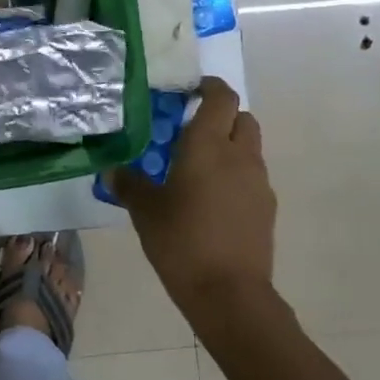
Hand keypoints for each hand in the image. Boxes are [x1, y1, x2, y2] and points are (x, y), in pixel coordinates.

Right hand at [111, 77, 285, 331]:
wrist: (228, 292)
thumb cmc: (181, 240)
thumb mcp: (144, 210)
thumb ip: (129, 184)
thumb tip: (112, 169)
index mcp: (208, 145)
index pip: (221, 97)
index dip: (209, 87)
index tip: (190, 91)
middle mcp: (239, 155)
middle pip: (242, 118)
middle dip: (221, 116)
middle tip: (191, 130)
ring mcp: (258, 182)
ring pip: (249, 148)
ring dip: (229, 147)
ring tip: (198, 169)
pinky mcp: (266, 208)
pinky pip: (251, 177)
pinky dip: (235, 176)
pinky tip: (212, 201)